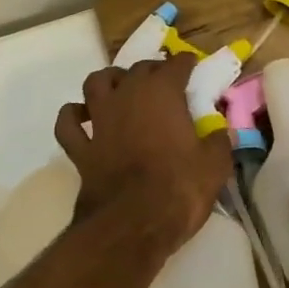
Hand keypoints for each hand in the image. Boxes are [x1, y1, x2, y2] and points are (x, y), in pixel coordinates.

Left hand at [54, 53, 229, 249]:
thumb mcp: (214, 166)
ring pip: (95, 83)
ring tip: (118, 87)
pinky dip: (73, 116)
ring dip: (108, 81)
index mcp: (162, 93)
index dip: (185, 63)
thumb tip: (221, 132)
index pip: (175, 65)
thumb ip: (218, 143)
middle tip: (163, 80)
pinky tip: (82, 118)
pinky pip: (68, 123)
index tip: (191, 65)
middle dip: (151, 70)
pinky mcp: (80, 148)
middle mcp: (127, 96)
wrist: (132, 224)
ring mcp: (100, 120)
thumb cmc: (179, 189)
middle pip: (137, 69)